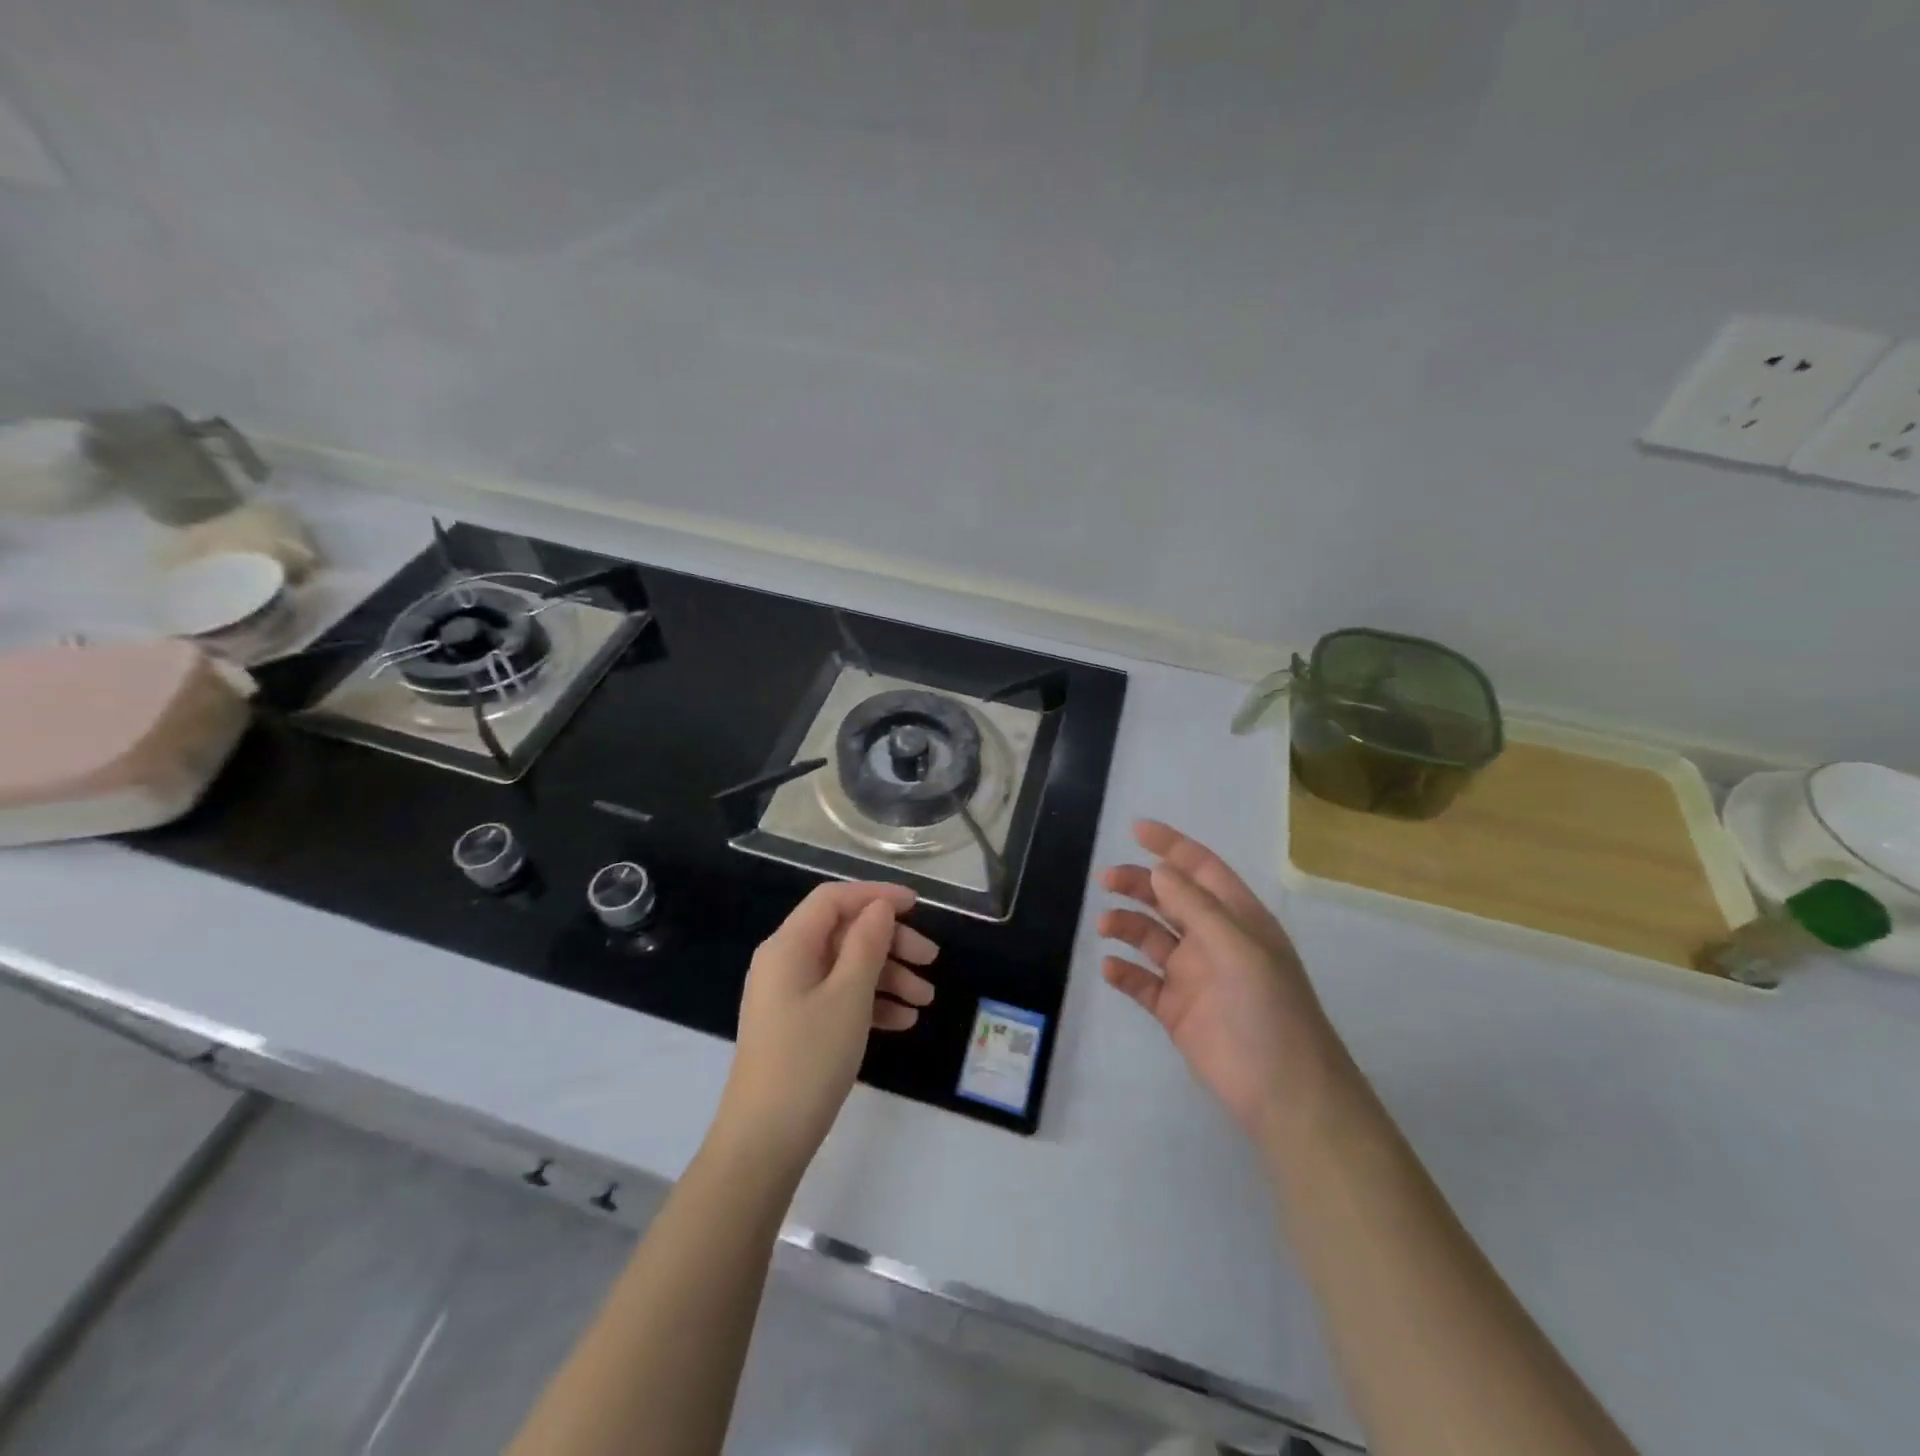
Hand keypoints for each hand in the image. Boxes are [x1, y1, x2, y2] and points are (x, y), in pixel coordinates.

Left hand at [717, 882, 937, 1173]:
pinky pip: (838, 998)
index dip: (876, 895)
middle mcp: (785, 962)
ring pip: (845, 967)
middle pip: (843, 933)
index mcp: (788, 946)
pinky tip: (903, 1021)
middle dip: (891, 942)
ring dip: (887, 976)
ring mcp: (789, 996)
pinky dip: (870, 1002)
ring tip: (926, 1000)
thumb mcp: (848, 997)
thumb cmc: (809, 1060)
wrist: (763, 1142)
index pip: (834, 899)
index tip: (918, 906)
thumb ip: (867, 944)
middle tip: (932, 961)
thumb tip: (880, 907)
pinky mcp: (796, 1025)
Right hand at [1099, 820, 1342, 1139]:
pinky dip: (1125, 972)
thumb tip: (1160, 869)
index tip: (1135, 829)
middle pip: (1169, 899)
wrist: (1284, 1093)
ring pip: (1151, 938)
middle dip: (1139, 884)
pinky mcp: (1177, 1011)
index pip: (1201, 870)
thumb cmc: (1267, 1010)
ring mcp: (1194, 976)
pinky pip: (1143, 982)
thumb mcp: (1237, 948)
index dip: (1171, 846)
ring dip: (1127, 925)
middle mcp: (1214, 941)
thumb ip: (1196, 907)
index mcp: (1237, 919)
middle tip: (1105, 880)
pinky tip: (1111, 968)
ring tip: (1104, 926)